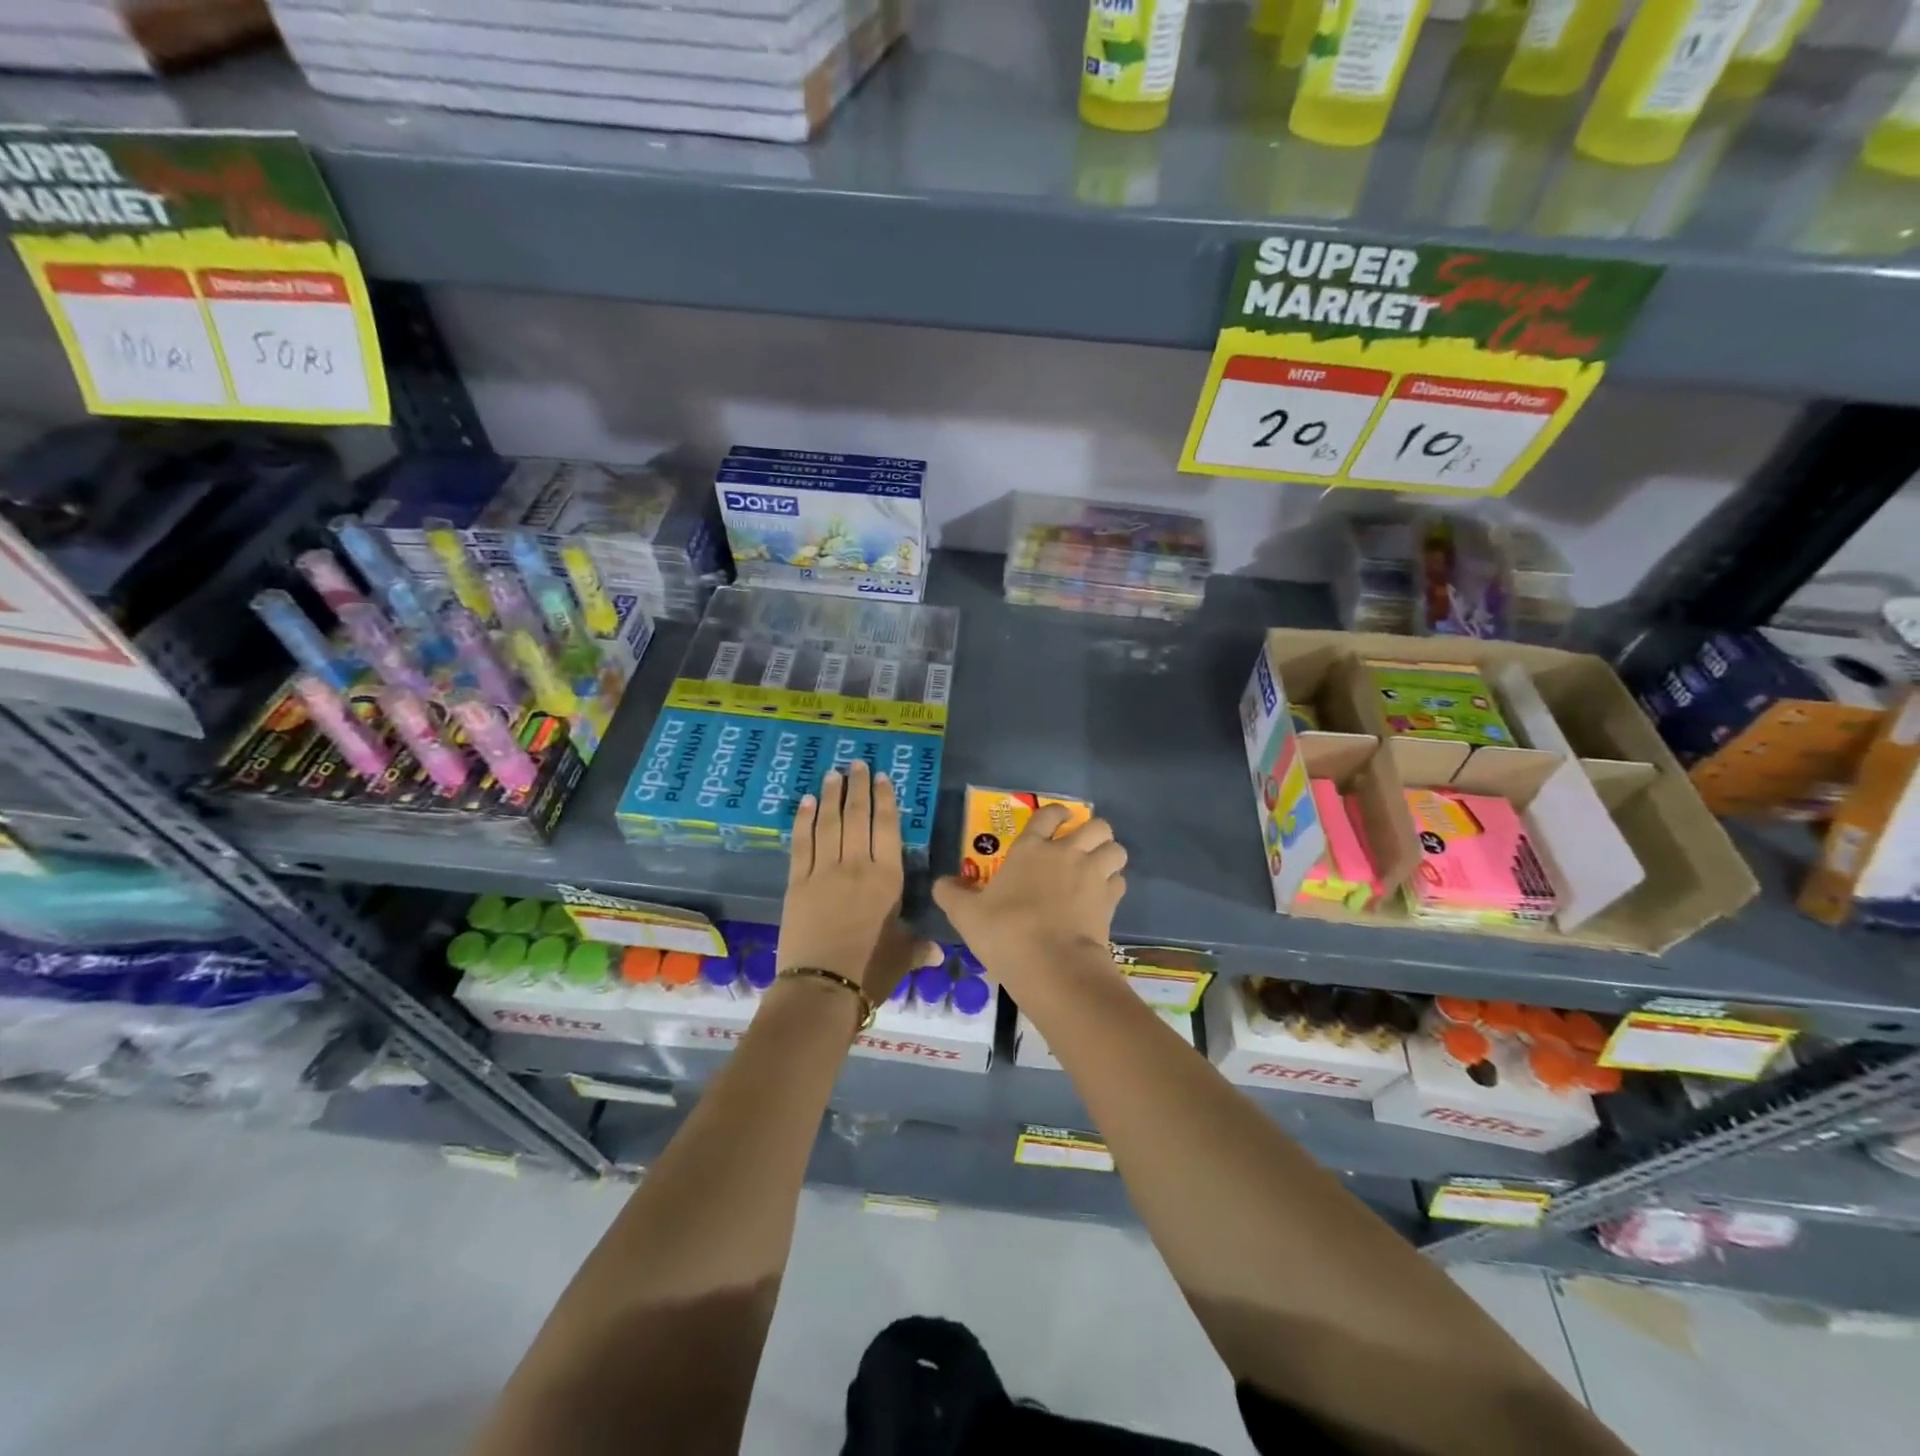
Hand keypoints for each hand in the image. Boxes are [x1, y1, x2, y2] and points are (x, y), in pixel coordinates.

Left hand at [778, 760, 935, 1005]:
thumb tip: (938, 952)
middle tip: (856, 763)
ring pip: (829, 823)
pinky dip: (804, 820)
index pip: (887, 828)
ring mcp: (824, 871)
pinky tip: (806, 802)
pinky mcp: (797, 882)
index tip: (882, 778)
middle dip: (857, 786)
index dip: (885, 800)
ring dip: (831, 795)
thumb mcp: (902, 955)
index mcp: (887, 878)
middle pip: (856, 816)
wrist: (822, 987)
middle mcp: (856, 865)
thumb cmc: (870, 970)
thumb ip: (918, 947)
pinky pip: (801, 843)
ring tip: (833, 772)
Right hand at [933, 805, 1127, 976]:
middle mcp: (1067, 853)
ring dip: (1109, 855)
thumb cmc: (1006, 932)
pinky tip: (1101, 897)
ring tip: (1098, 868)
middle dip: (1094, 831)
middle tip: (1082, 845)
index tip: (1058, 819)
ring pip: (1116, 849)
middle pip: (1096, 825)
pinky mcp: (1110, 901)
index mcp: (1031, 849)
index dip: (1056, 813)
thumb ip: (951, 894)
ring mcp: (1092, 875)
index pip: (1049, 814)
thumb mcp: (966, 915)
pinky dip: (1113, 885)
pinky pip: (1119, 881)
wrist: (1052, 965)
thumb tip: (941, 883)